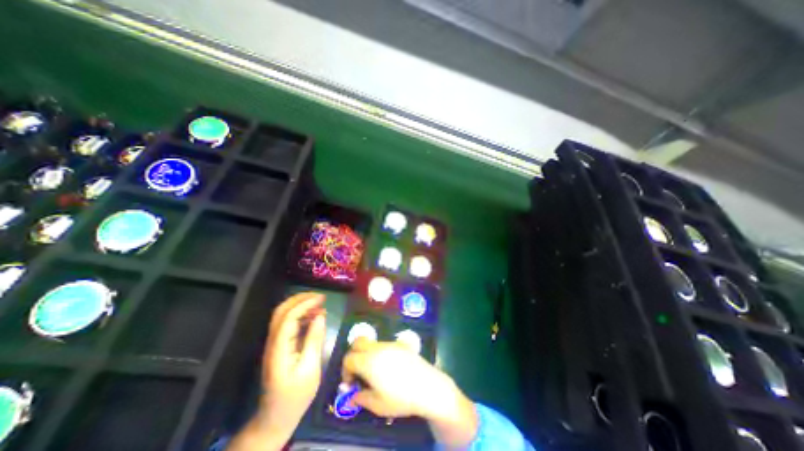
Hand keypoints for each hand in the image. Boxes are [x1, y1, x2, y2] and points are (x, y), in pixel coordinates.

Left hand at [256, 293, 324, 439]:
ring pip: (284, 316)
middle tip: (320, 296)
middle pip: (281, 312)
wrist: (276, 418)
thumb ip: (314, 340)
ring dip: (301, 306)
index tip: (322, 298)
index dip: (305, 304)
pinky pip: (289, 325)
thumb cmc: (296, 395)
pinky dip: (302, 316)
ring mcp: (275, 344)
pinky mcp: (280, 347)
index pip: (289, 317)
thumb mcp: (310, 369)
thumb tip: (321, 315)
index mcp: (279, 348)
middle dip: (300, 299)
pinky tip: (315, 317)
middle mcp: (273, 342)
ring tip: (321, 305)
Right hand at [340, 340, 475, 448]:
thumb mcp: (377, 405)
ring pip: (371, 342)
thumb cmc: (401, 398)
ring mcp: (390, 344)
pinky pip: (383, 344)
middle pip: (358, 342)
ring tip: (373, 371)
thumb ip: (361, 398)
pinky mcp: (400, 344)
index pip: (349, 358)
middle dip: (353, 355)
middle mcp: (378, 348)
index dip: (345, 370)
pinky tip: (387, 367)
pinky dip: (378, 352)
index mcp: (369, 361)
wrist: (427, 386)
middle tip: (357, 371)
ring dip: (366, 353)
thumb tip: (352, 395)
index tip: (351, 383)